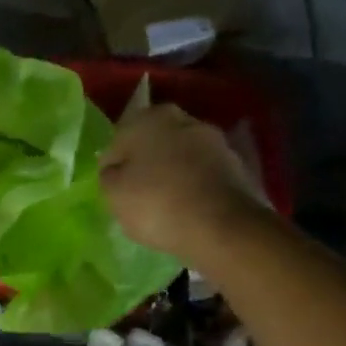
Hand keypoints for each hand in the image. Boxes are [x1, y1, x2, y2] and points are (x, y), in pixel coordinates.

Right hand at [99, 104, 264, 257]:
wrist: (221, 226)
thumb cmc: (156, 203)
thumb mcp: (113, 193)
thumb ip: (109, 174)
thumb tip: (116, 168)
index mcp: (148, 118)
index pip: (119, 140)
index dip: (115, 164)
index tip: (115, 188)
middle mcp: (183, 119)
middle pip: (154, 142)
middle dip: (147, 162)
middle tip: (139, 193)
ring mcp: (214, 141)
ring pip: (181, 156)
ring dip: (173, 172)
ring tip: (165, 204)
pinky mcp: (236, 165)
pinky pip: (203, 173)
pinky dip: (194, 185)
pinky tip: (188, 208)